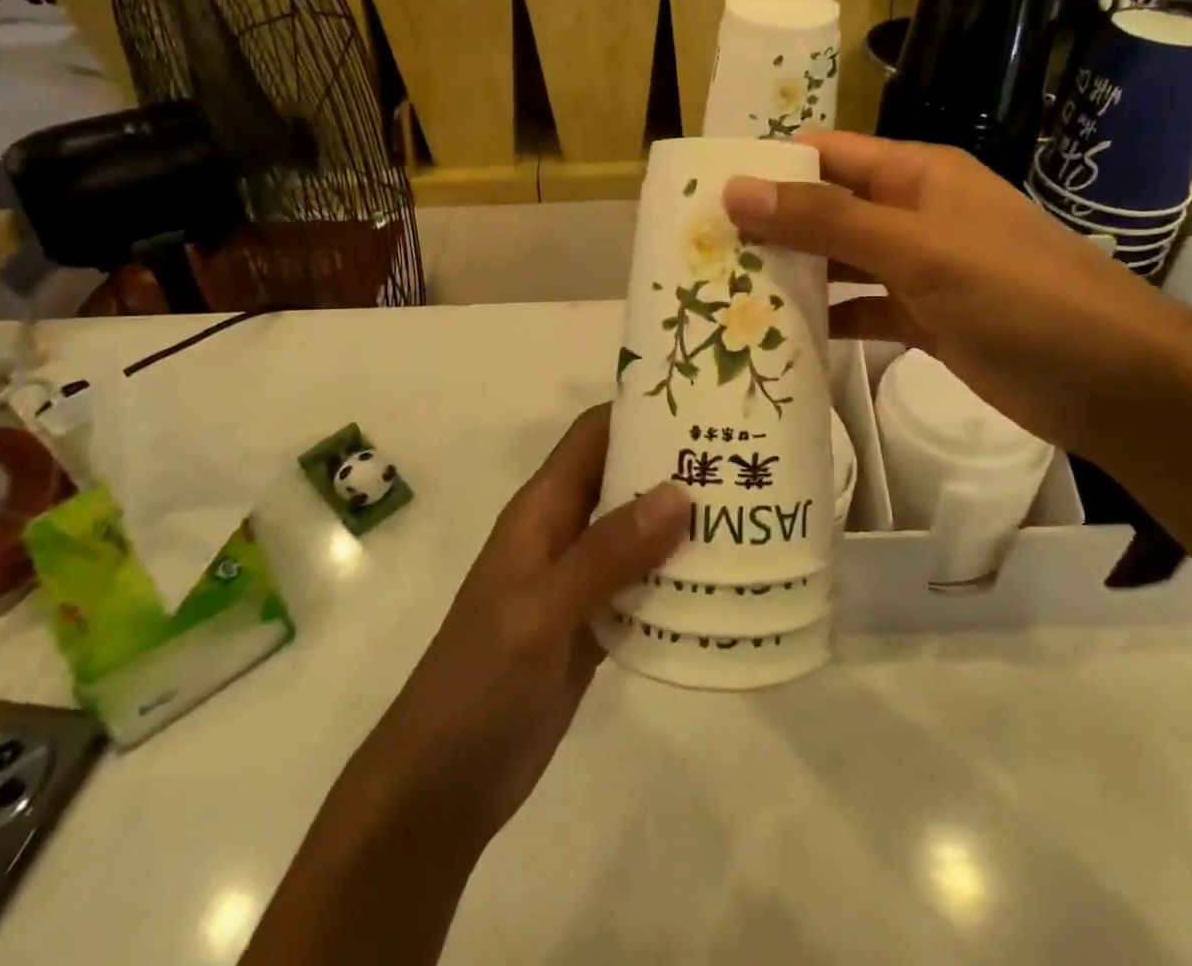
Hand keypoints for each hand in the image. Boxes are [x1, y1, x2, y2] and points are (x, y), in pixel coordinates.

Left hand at [243, 411, 690, 965]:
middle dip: (676, 466)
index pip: (593, 436)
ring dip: (684, 523)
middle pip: (624, 478)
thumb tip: (678, 491)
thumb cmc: (479, 684)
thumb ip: (607, 552)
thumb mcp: (541, 612)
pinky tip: (724, 582)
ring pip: (638, 532)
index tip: (703, 404)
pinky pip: (643, 585)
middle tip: (744, 459)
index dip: (641, 412)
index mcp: (541, 511)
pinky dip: (678, 577)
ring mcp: (579, 582)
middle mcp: (562, 533)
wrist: (442, 787)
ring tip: (749, 512)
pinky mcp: (594, 625)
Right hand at [722, 132, 1191, 465]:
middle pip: (828, 210)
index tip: (705, 193)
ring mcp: (922, 270)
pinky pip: (864, 310)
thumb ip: (826, 220)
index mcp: (915, 175)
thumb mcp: (916, 248)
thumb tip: (736, 189)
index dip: (769, 166)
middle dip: (771, 227)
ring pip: (842, 264)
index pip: (827, 154)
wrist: (1113, 380)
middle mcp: (914, 214)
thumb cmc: (1017, 294)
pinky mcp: (928, 320)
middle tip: (702, 255)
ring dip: (795, 277)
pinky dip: (830, 320)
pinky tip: (784, 339)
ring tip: (726, 297)